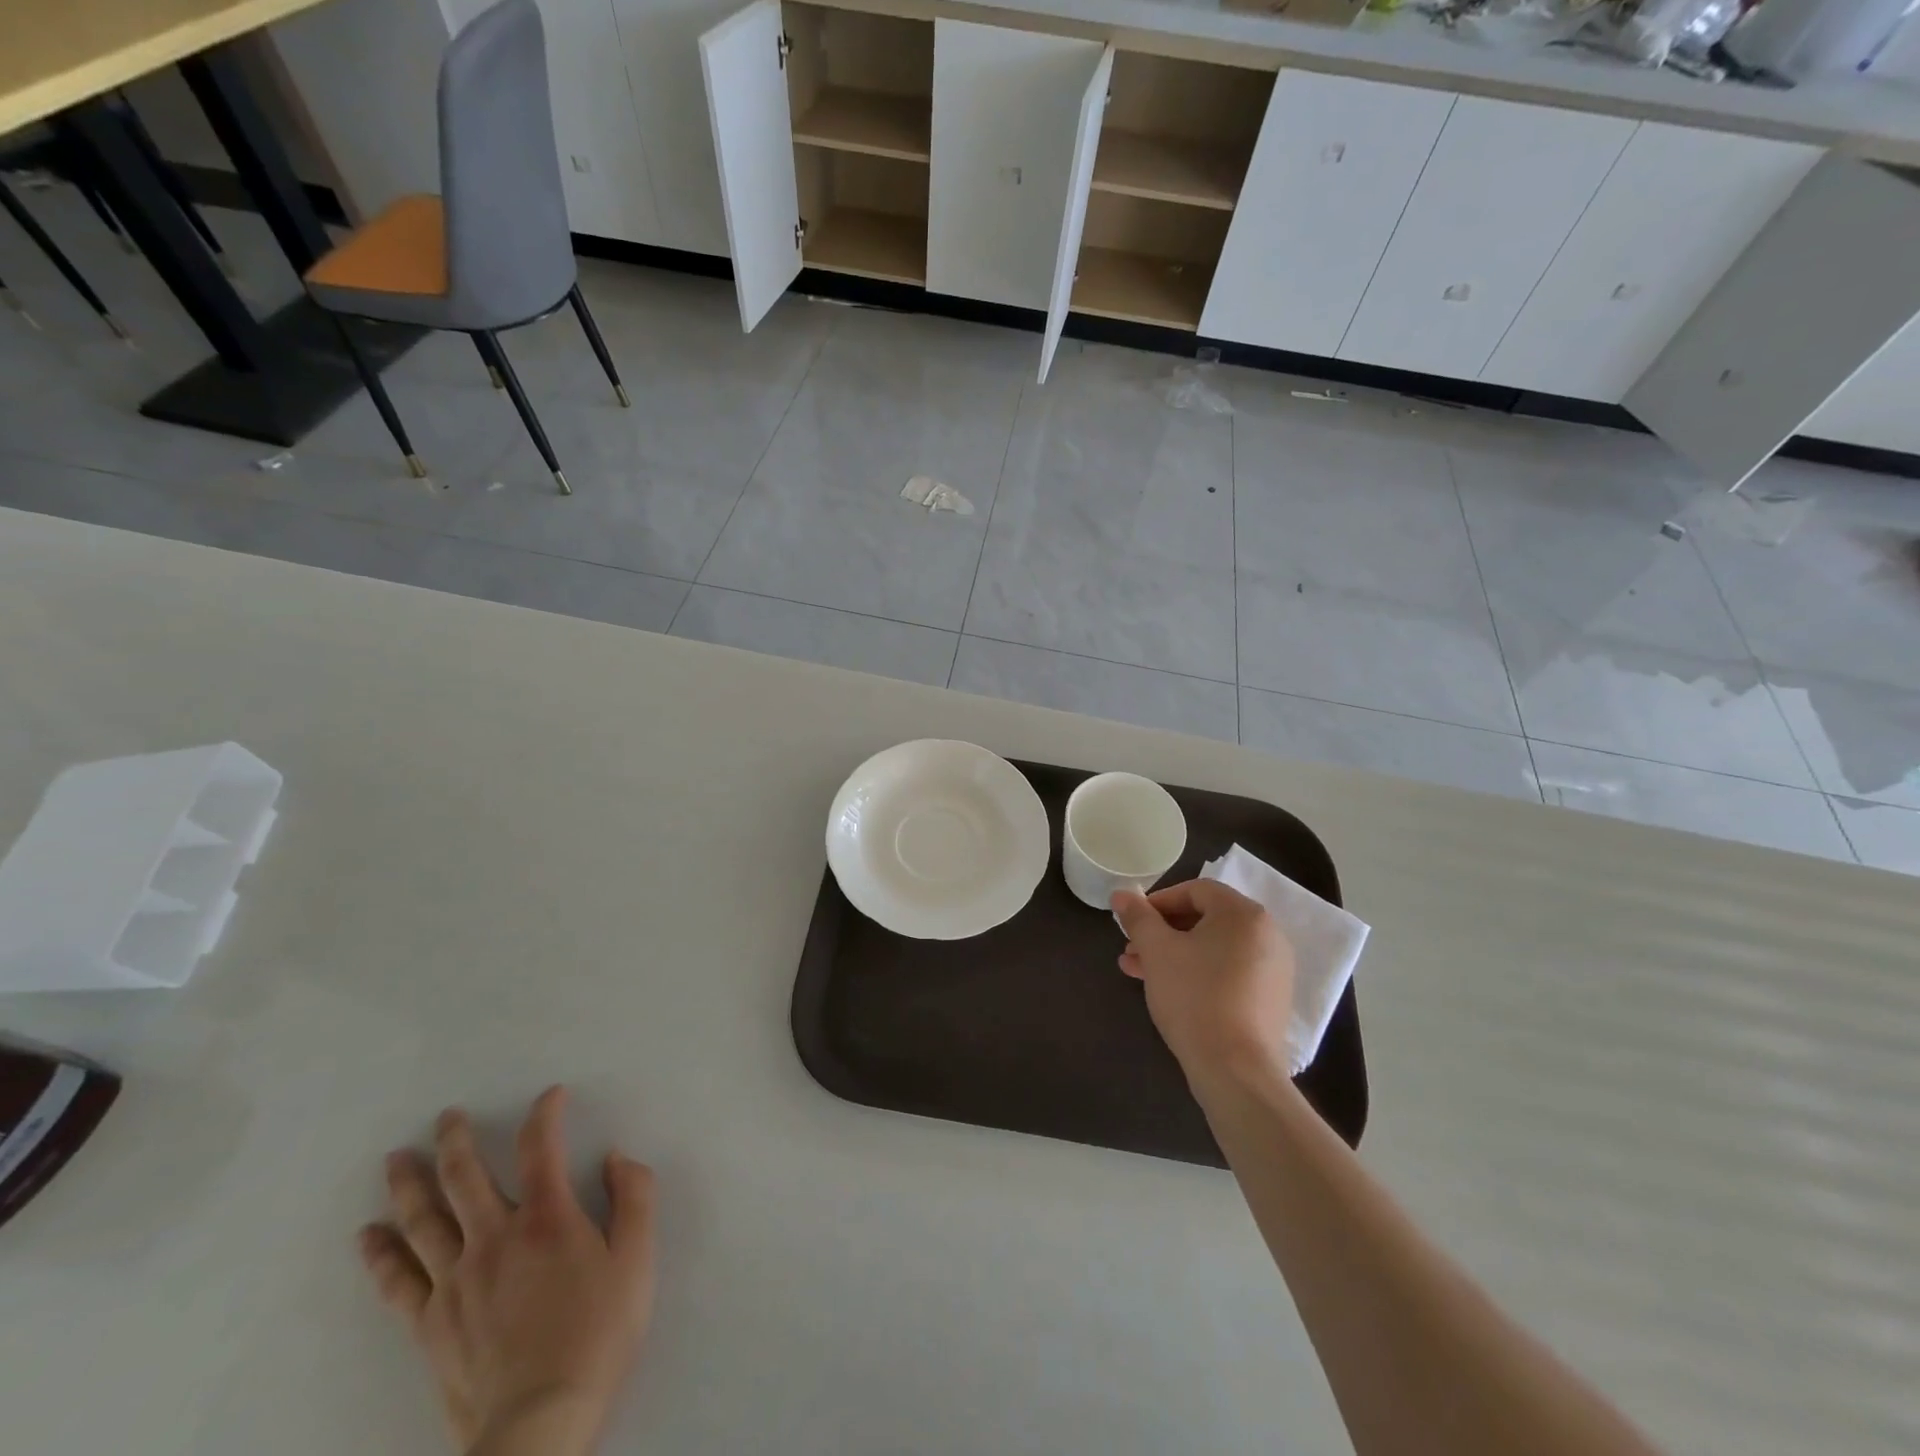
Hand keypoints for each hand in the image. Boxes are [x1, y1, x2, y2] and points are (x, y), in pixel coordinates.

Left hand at [358, 1087, 655, 1455]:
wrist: (540, 1424)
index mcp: (547, 1218)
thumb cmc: (598, 1334)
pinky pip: (397, 1280)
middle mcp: (494, 1237)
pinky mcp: (430, 1323)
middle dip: (456, 1140)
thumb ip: (635, 1198)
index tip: (551, 1095)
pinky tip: (367, 1236)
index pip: (540, 1147)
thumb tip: (616, 1157)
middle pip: (466, 1177)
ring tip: (397, 1159)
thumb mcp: (638, 1259)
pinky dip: (380, 1254)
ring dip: (409, 1184)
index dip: (546, 1113)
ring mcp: (455, 1281)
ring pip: (423, 1220)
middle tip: (446, 1116)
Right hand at [1113, 880, 1296, 1083]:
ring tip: (1137, 971)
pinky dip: (1197, 972)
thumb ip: (1138, 917)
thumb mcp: (1157, 950)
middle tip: (1131, 948)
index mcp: (1244, 914)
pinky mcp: (1270, 999)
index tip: (1133, 921)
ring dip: (1174, 953)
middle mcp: (1267, 935)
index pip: (1196, 890)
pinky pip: (1228, 971)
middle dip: (1162, 932)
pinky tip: (1168, 990)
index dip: (1158, 901)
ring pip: (1213, 948)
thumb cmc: (1194, 997)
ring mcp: (1273, 969)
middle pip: (1205, 919)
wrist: (1236, 1071)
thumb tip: (1121, 894)